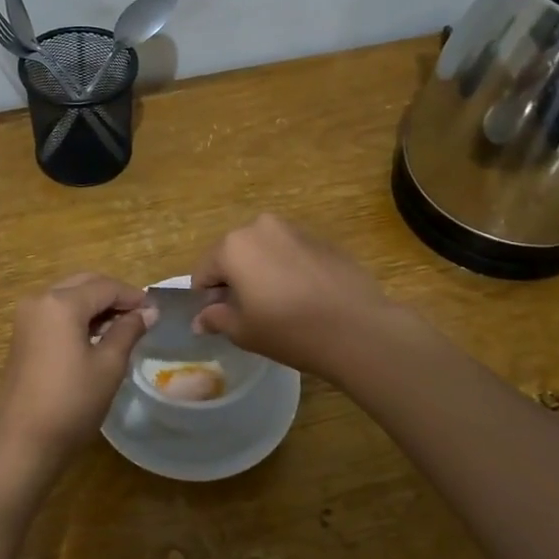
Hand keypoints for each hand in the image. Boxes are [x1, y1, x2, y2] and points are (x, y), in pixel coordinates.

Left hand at [0, 273, 154, 472]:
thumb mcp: (108, 365)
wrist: (22, 442)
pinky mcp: (22, 335)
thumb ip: (128, 331)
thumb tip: (148, 311)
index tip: (156, 311)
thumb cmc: (71, 402)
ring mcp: (27, 317)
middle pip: (84, 284)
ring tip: (123, 327)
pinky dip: (78, 316)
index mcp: (61, 303)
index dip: (133, 295)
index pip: (105, 286)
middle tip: (141, 316)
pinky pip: (56, 313)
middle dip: (113, 296)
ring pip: (69, 296)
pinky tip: (97, 336)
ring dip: (95, 305)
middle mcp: (40, 299)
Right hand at [192, 214, 400, 378]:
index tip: (221, 319)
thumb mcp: (243, 331)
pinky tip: (305, 297)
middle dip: (234, 280)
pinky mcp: (322, 240)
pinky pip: (291, 254)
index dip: (207, 298)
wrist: (358, 328)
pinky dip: (289, 270)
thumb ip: (215, 319)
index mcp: (233, 246)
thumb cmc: (289, 330)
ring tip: (280, 305)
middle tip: (250, 312)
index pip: (203, 271)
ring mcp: (294, 230)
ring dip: (262, 272)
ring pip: (264, 251)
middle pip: (233, 255)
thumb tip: (200, 320)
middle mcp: (260, 227)